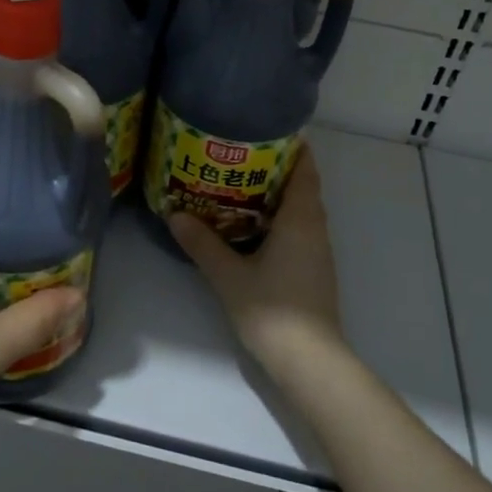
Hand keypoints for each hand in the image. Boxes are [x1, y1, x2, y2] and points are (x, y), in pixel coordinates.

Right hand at [169, 149, 345, 384]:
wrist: (309, 362)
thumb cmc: (272, 310)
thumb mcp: (229, 274)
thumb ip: (203, 243)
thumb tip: (175, 214)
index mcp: (301, 219)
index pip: (305, 169)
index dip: (291, 146)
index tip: (264, 130)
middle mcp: (315, 228)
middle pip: (300, 186)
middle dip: (274, 168)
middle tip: (236, 154)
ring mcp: (317, 252)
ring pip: (298, 210)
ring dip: (274, 195)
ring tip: (236, 184)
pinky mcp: (312, 271)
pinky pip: (296, 230)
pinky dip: (276, 218)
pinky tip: (248, 225)